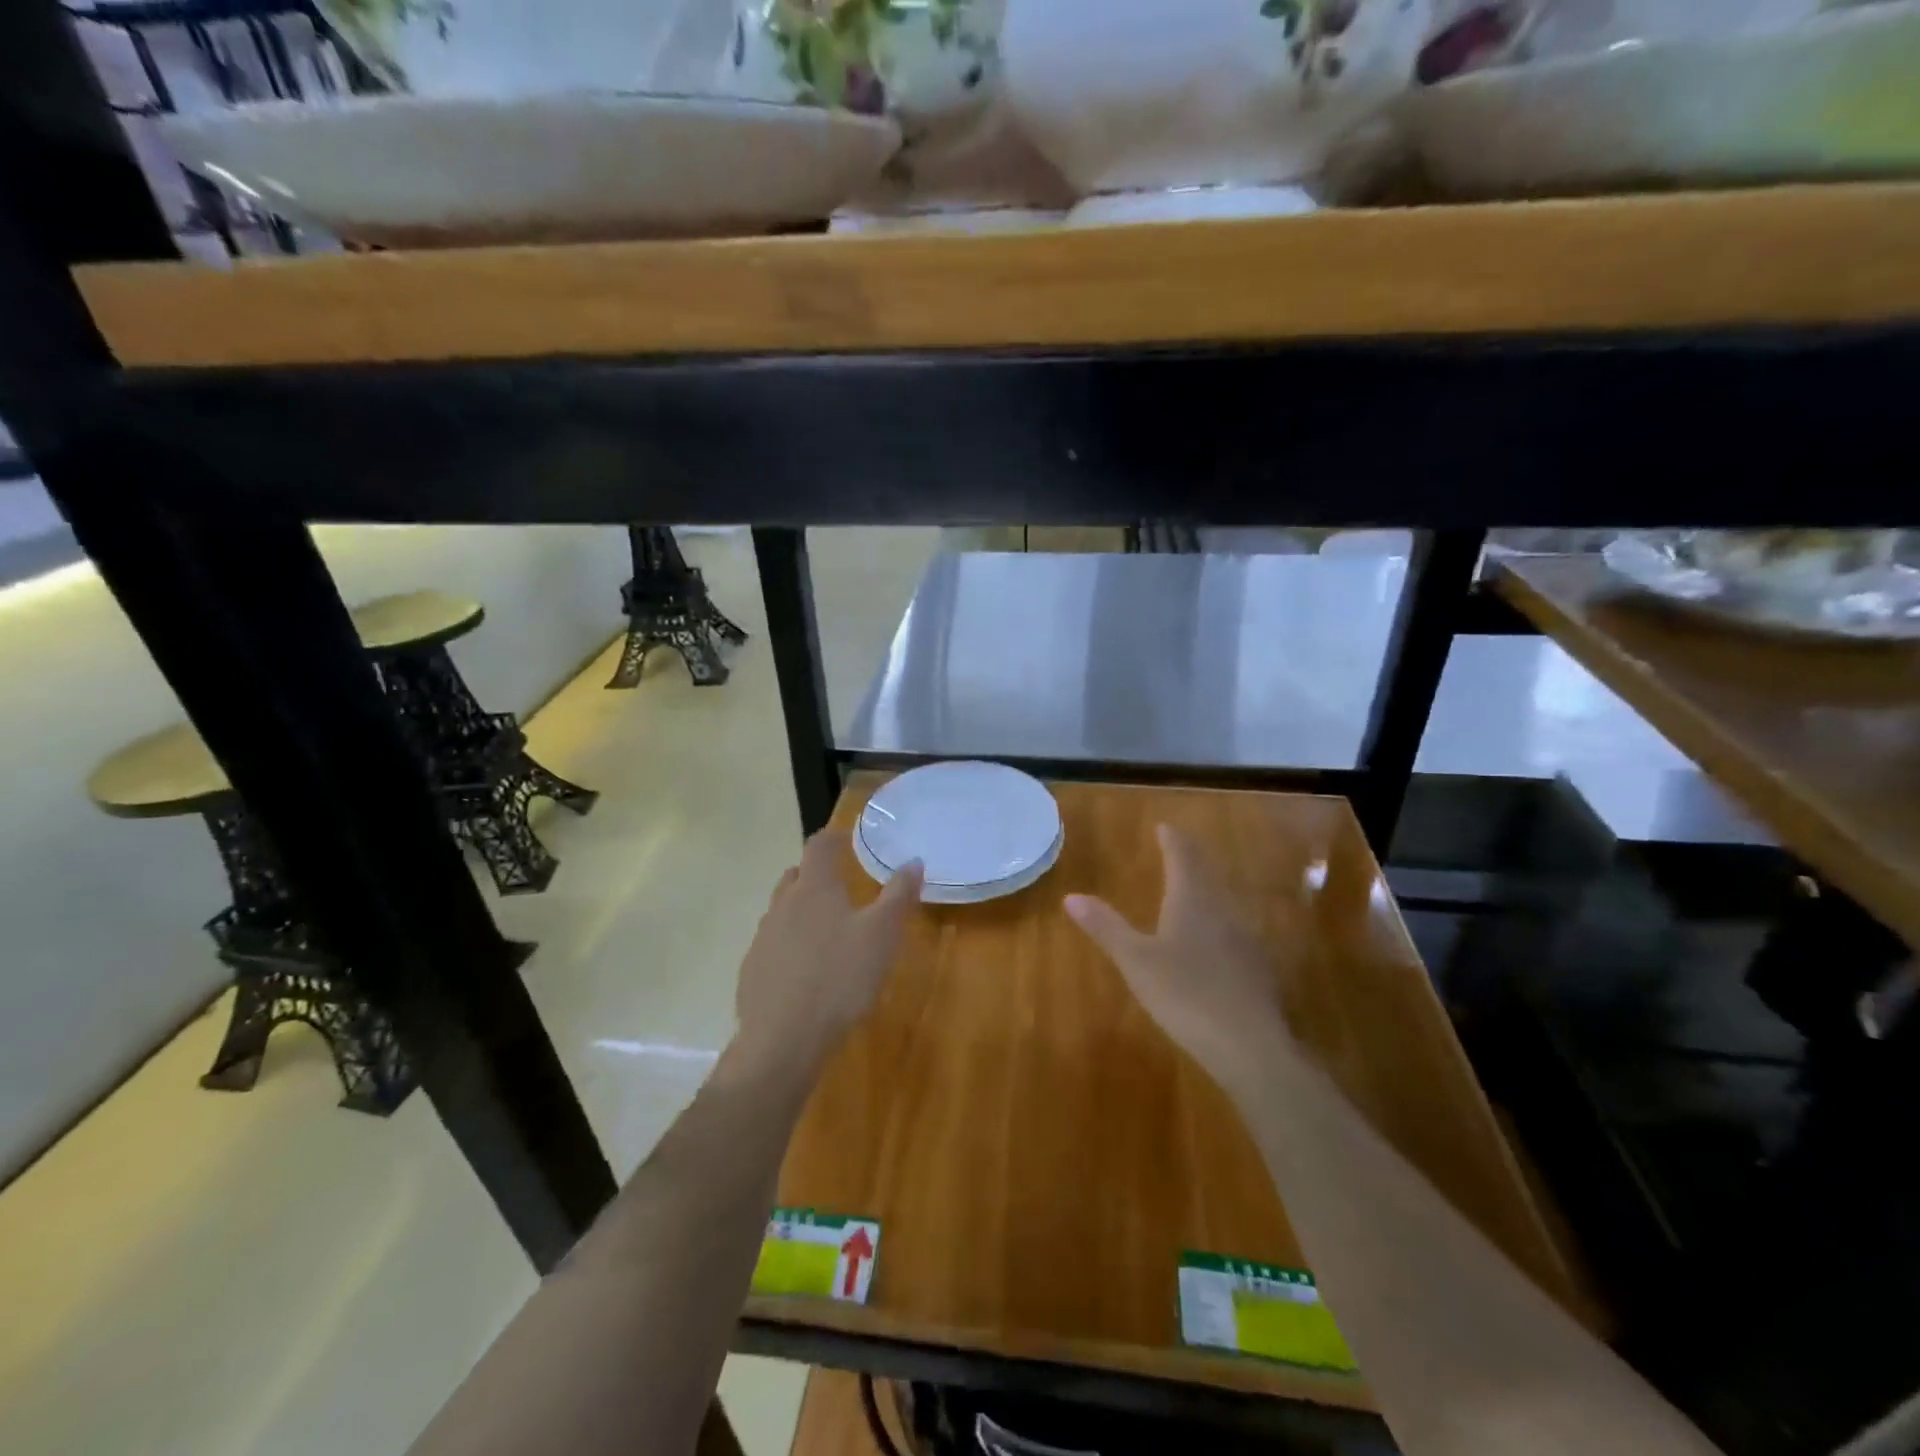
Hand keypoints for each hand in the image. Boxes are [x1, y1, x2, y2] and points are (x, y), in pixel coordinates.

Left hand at [729, 830, 922, 1087]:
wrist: (783, 1039)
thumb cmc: (840, 978)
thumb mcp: (882, 936)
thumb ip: (899, 896)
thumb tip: (913, 861)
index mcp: (814, 888)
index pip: (819, 846)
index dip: (833, 837)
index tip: (847, 839)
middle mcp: (783, 904)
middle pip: (796, 876)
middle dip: (816, 875)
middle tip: (841, 887)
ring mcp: (762, 937)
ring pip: (782, 911)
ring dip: (802, 911)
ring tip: (826, 931)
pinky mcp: (752, 970)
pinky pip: (773, 945)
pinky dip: (789, 946)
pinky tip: (804, 971)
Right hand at [1066, 824, 1297, 1095]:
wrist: (1250, 1046)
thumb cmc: (1186, 994)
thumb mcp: (1136, 961)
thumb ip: (1106, 927)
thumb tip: (1071, 896)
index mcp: (1192, 901)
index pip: (1183, 858)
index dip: (1173, 841)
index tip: (1165, 827)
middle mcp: (1223, 911)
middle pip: (1207, 874)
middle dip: (1191, 859)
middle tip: (1178, 849)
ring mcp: (1245, 939)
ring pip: (1224, 901)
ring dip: (1207, 888)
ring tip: (1192, 887)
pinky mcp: (1257, 968)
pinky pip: (1234, 929)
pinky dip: (1219, 920)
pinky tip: (1216, 940)